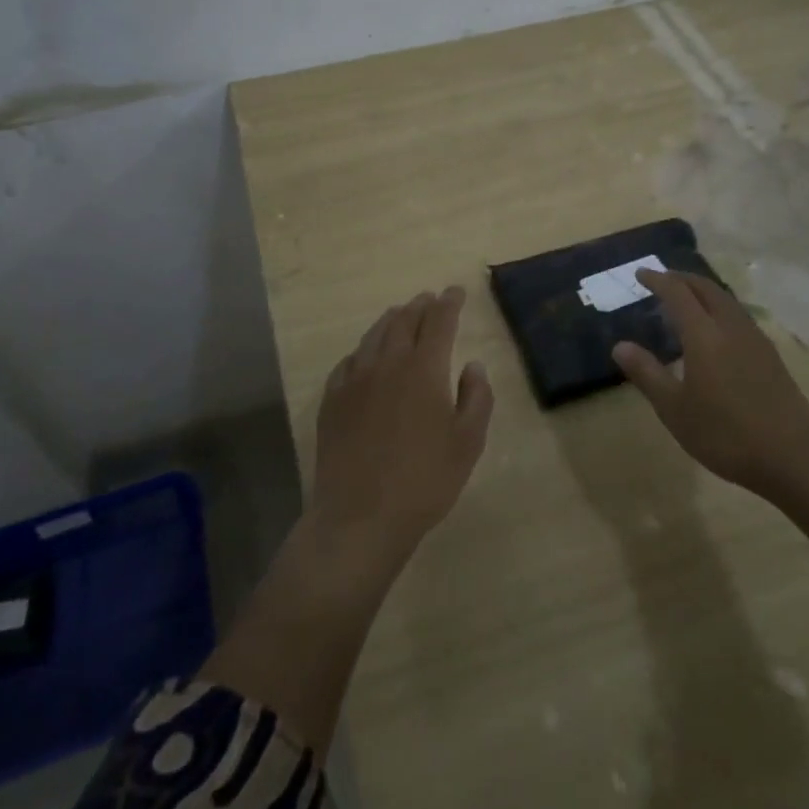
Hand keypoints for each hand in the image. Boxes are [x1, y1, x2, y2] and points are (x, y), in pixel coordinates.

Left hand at [311, 286, 494, 572]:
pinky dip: (363, 350)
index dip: (449, 302)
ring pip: (374, 335)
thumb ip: (476, 398)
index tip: (456, 291)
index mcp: (424, 368)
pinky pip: (349, 361)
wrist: (360, 516)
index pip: (439, 321)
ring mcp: (355, 379)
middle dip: (420, 305)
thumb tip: (472, 365)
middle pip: (404, 321)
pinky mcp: (332, 399)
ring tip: (400, 314)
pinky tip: (365, 356)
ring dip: (391, 320)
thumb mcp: (468, 443)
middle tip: (430, 298)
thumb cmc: (424, 481)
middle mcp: (388, 362)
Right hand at [613, 269, 808, 491]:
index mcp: (704, 334)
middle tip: (662, 280)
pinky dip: (719, 308)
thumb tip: (620, 346)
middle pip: (706, 288)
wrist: (794, 458)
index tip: (640, 273)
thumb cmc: (725, 434)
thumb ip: (647, 373)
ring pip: (726, 299)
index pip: (677, 292)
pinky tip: (716, 330)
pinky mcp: (771, 355)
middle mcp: (730, 327)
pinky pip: (738, 315)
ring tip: (686, 301)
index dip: (657, 279)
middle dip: (682, 278)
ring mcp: (755, 339)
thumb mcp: (675, 409)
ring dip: (703, 291)